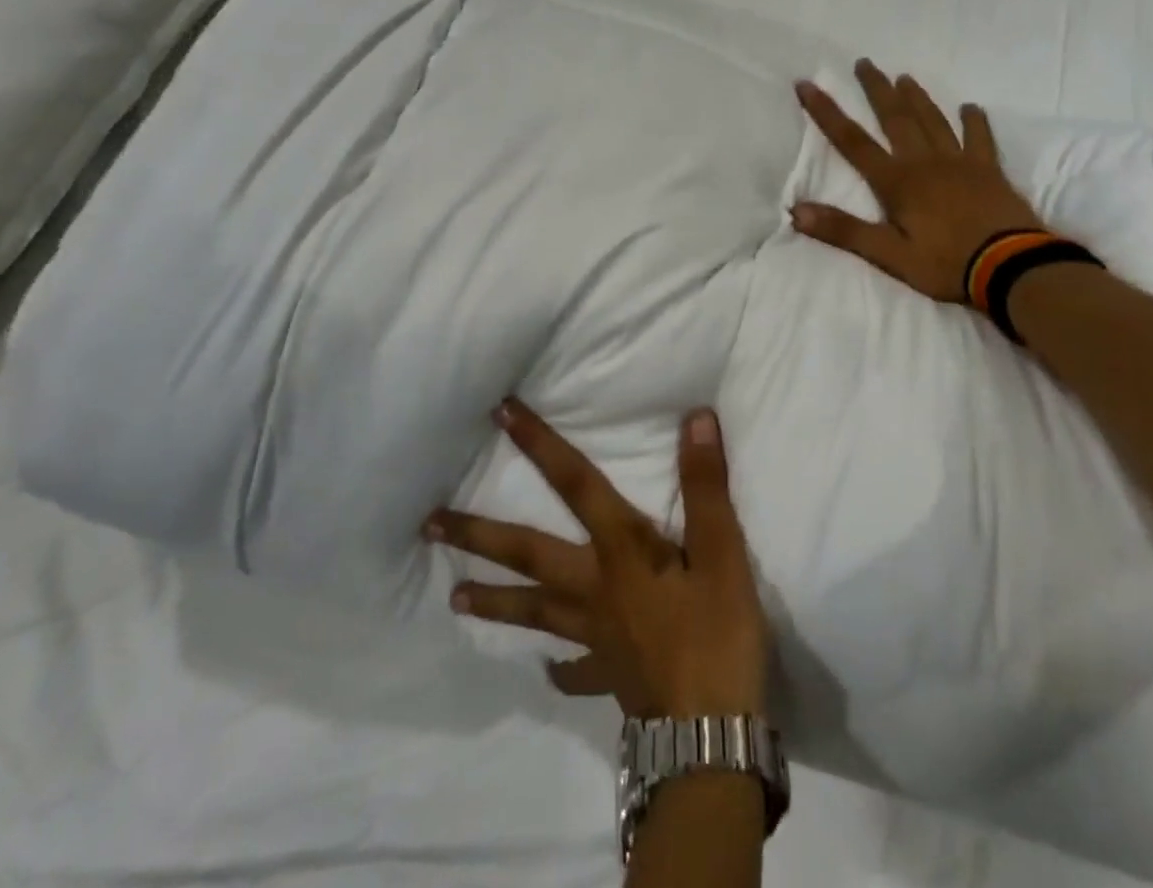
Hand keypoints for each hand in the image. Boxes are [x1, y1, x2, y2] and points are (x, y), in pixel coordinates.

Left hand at [427, 400, 769, 719]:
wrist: (711, 740)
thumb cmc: (717, 637)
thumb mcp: (722, 553)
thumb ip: (705, 485)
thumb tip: (693, 417)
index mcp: (620, 551)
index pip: (574, 483)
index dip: (541, 445)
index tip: (501, 413)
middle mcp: (594, 588)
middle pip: (527, 553)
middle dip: (479, 534)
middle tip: (430, 523)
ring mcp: (596, 636)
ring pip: (535, 611)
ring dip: (495, 601)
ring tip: (454, 596)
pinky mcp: (610, 677)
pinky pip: (575, 670)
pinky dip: (559, 668)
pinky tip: (547, 671)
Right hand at [791, 58, 1042, 304]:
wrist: (1012, 268)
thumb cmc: (945, 263)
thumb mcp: (889, 255)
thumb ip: (843, 230)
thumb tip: (796, 210)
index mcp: (897, 181)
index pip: (853, 141)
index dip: (827, 112)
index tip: (808, 84)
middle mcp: (925, 162)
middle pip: (895, 118)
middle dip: (876, 89)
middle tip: (864, 62)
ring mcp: (960, 163)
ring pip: (933, 120)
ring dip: (916, 98)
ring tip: (904, 77)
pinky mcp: (989, 171)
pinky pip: (980, 138)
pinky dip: (974, 121)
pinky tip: (970, 108)